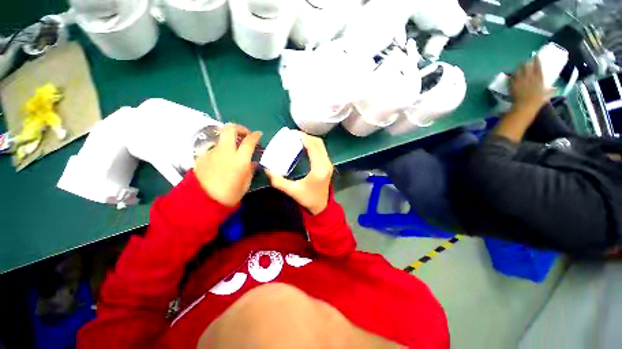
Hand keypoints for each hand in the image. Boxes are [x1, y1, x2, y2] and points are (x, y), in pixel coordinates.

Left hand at [194, 124, 261, 206]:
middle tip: (244, 134)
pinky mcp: (202, 156)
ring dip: (230, 140)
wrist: (203, 201)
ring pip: (222, 138)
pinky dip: (221, 150)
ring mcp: (212, 152)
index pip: (249, 141)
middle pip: (230, 129)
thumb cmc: (229, 194)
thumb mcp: (246, 183)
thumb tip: (252, 162)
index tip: (258, 134)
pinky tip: (223, 160)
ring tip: (234, 149)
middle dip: (239, 128)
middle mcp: (225, 151)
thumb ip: (250, 170)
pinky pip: (215, 148)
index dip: (255, 135)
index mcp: (239, 160)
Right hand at [266, 133, 333, 214]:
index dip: (304, 138)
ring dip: (310, 140)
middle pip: (319, 143)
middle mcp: (326, 164)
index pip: (313, 147)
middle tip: (293, 135)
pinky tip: (304, 147)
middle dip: (306, 136)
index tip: (292, 134)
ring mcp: (329, 164)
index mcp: (319, 169)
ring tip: (298, 139)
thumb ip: (278, 181)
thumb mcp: (292, 191)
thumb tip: (266, 170)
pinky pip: (322, 150)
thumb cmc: (308, 199)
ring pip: (321, 146)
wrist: (321, 207)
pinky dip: (313, 145)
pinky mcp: (328, 165)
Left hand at [510, 57, 554, 110]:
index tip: (535, 56)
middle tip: (525, 62)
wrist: (525, 106)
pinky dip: (512, 75)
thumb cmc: (537, 101)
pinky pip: (511, 77)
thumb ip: (551, 90)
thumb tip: (555, 89)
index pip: (538, 65)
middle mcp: (529, 76)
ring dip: (518, 67)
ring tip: (518, 67)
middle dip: (526, 62)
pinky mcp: (512, 84)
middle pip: (527, 65)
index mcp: (539, 78)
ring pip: (518, 69)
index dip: (536, 60)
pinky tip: (512, 75)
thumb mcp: (547, 95)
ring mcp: (520, 79)